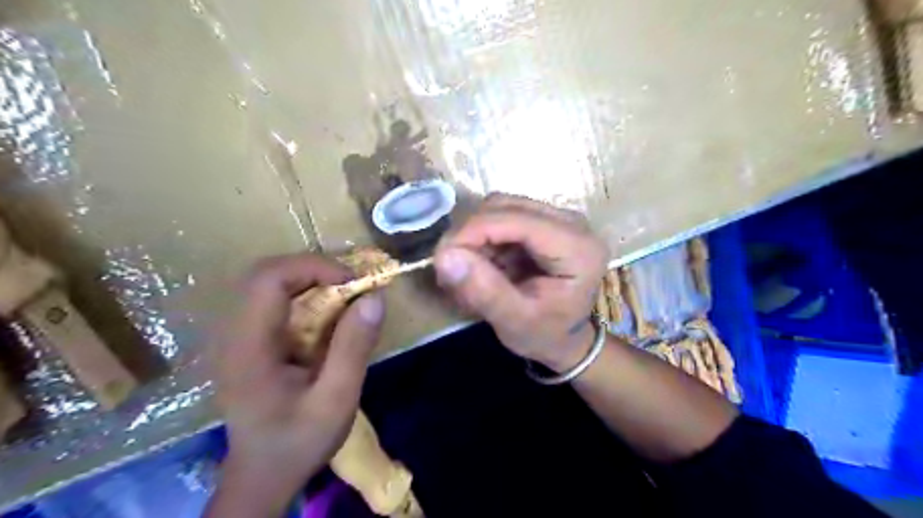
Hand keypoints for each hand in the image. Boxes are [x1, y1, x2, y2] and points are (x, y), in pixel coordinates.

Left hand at [206, 252, 383, 516]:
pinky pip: (274, 300)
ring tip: (345, 295)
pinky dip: (305, 295)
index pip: (269, 279)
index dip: (313, 268)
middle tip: (351, 285)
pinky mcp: (247, 341)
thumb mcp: (336, 400)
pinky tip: (328, 313)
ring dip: (310, 279)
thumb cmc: (298, 441)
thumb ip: (354, 348)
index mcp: (248, 347)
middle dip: (314, 269)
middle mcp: (234, 334)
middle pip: (266, 273)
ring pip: (269, 283)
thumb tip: (374, 298)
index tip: (353, 282)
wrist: (262, 475)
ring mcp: (237, 336)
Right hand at [436, 193, 611, 370]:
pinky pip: (502, 216)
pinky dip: (484, 238)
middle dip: (470, 233)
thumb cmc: (546, 334)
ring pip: (500, 207)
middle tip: (451, 268)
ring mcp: (557, 217)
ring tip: (468, 270)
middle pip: (505, 206)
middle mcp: (571, 222)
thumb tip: (444, 256)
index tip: (441, 257)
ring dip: (475, 235)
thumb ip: (483, 290)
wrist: (568, 338)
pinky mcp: (544, 221)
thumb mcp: (515, 322)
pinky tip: (482, 264)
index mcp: (576, 247)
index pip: (515, 219)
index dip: (472, 230)